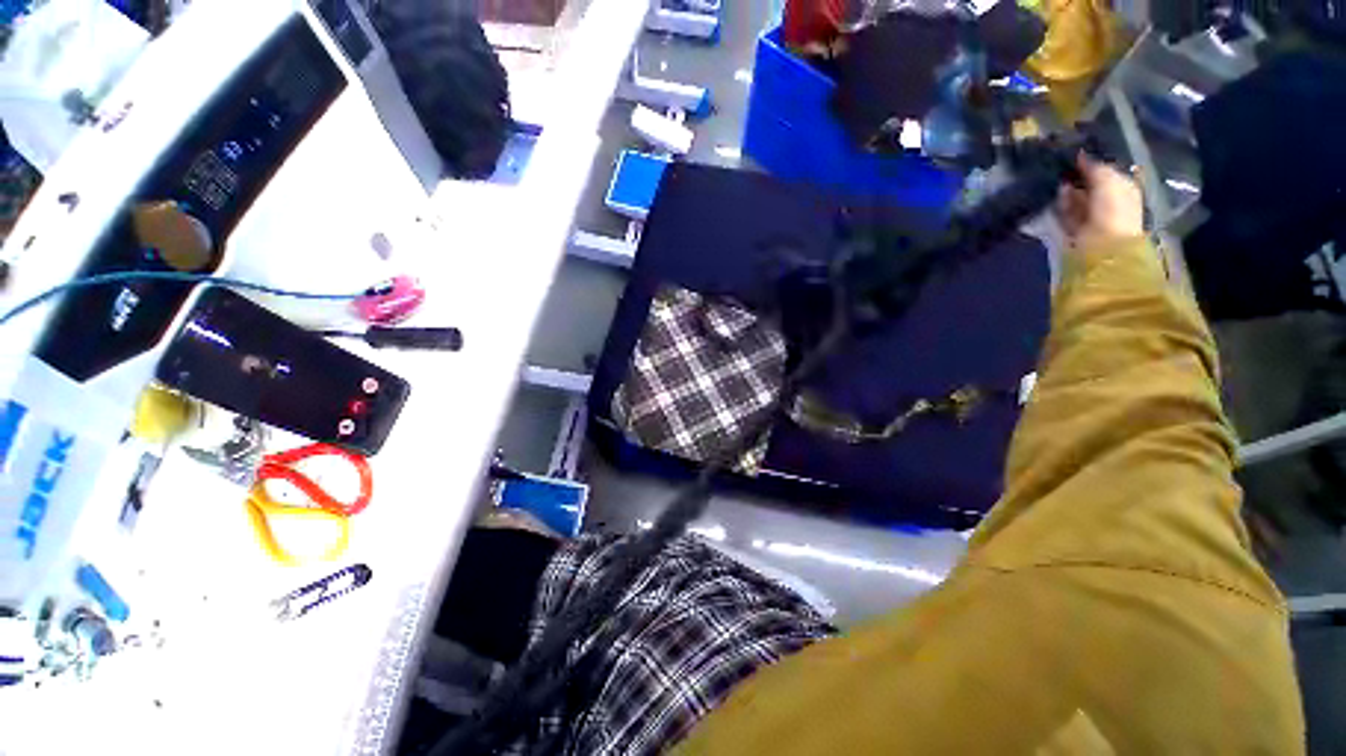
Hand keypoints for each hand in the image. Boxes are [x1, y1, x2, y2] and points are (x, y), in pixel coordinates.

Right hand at [1056, 156, 1144, 247]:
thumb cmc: (1112, 209)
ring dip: (1068, 192)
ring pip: (1077, 199)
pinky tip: (1056, 196)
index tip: (1075, 157)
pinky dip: (1061, 205)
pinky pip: (1066, 213)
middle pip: (1090, 186)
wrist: (1103, 242)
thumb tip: (1081, 154)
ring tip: (1058, 181)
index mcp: (1123, 188)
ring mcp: (1091, 216)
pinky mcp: (1075, 228)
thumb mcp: (1107, 180)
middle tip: (1062, 168)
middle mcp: (1108, 201)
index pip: (1106, 173)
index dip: (1091, 165)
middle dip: (1077, 178)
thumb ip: (1094, 167)